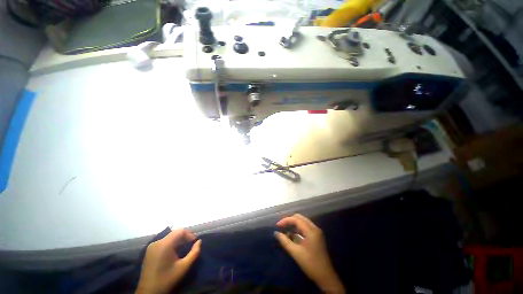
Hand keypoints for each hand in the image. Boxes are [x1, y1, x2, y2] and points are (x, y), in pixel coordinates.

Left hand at [136, 229, 201, 293]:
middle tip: (190, 246)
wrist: (149, 293)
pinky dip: (170, 245)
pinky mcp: (149, 251)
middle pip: (174, 233)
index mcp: (165, 244)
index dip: (189, 235)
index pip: (180, 231)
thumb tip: (199, 241)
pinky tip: (173, 254)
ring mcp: (151, 247)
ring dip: (177, 241)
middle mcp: (157, 242)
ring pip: (169, 238)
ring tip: (183, 250)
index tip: (194, 243)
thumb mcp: (184, 267)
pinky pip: (163, 242)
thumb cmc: (167, 279)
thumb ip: (194, 253)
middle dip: (184, 238)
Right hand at [275, 214, 344, 293]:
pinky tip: (292, 234)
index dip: (286, 220)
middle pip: (300, 217)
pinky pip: (305, 226)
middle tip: (281, 226)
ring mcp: (316, 231)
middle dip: (289, 220)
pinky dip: (298, 227)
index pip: (296, 219)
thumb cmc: (311, 264)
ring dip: (293, 223)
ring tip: (285, 229)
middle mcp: (314, 228)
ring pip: (303, 221)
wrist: (326, 277)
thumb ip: (285, 241)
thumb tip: (276, 233)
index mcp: (311, 231)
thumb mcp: (296, 253)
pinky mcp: (316, 236)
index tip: (277, 225)